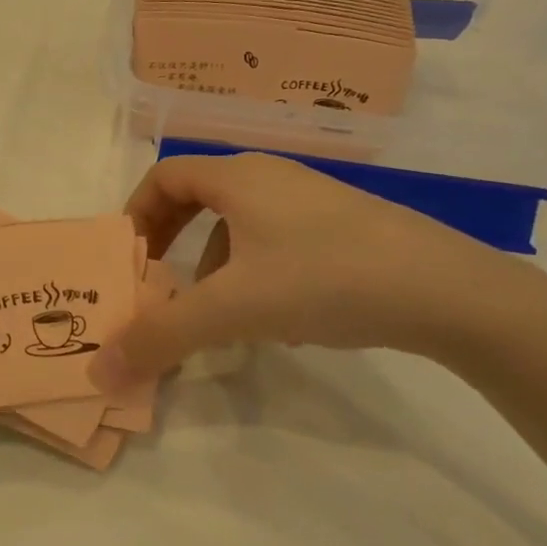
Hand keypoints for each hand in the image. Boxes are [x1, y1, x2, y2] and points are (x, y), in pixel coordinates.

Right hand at [90, 153, 515, 384]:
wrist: (448, 290)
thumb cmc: (324, 278)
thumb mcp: (232, 309)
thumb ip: (162, 336)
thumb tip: (99, 370)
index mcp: (238, 177)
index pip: (165, 175)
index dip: (137, 212)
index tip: (129, 257)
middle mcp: (272, 177)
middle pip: (200, 197)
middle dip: (173, 241)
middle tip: (161, 283)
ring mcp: (312, 201)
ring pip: (241, 224)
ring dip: (216, 265)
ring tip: (220, 316)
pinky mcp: (344, 228)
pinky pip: (277, 242)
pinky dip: (257, 273)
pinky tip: (278, 322)